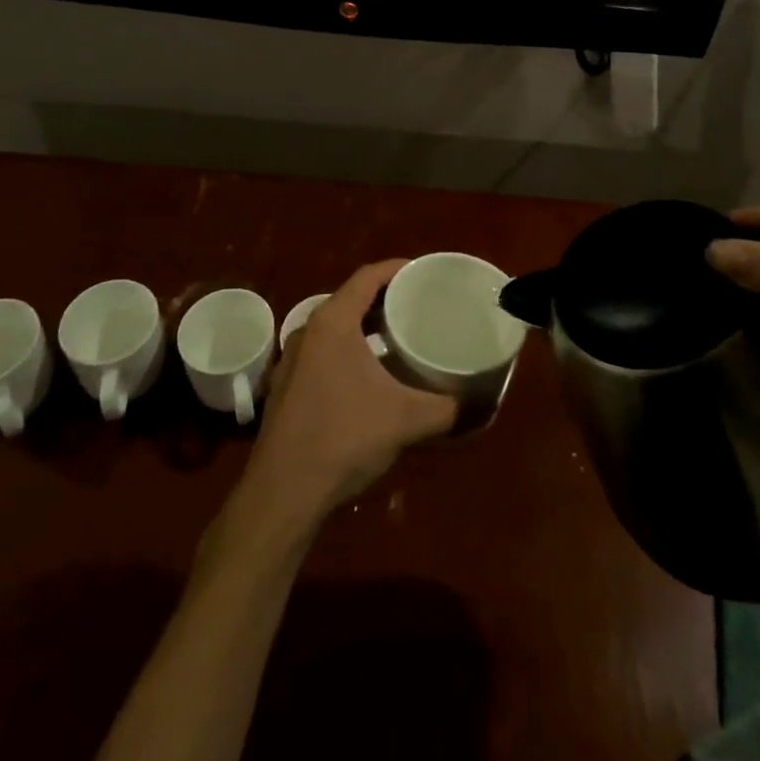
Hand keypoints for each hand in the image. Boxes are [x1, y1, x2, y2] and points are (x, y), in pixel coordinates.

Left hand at [244, 260, 457, 522]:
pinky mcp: (286, 387)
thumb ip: (446, 408)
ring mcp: (292, 360)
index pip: (368, 276)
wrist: (284, 492)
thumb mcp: (406, 419)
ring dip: (366, 328)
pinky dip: (350, 352)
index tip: (425, 272)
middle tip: (419, 305)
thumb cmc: (345, 437)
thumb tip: (475, 403)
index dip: (398, 269)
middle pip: (351, 299)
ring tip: (399, 337)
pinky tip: (370, 377)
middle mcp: (308, 331)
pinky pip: (324, 353)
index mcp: (333, 322)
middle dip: (385, 299)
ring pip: (336, 329)